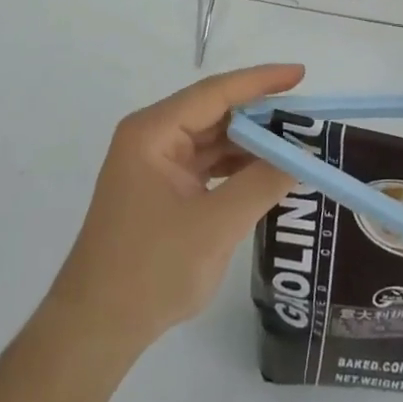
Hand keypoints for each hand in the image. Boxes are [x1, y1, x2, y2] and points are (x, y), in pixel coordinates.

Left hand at [49, 64, 303, 350]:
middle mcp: (152, 137)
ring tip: (295, 144)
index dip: (261, 81)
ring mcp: (155, 164)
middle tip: (306, 117)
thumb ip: (261, 184)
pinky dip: (236, 167)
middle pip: (214, 112)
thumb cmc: (151, 270)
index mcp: (154, 132)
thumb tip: (302, 157)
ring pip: (212, 139)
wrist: (96, 328)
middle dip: (260, 115)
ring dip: (250, 143)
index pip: (215, 92)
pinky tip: (267, 172)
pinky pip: (206, 164)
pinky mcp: (161, 189)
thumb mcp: (215, 226)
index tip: (301, 73)